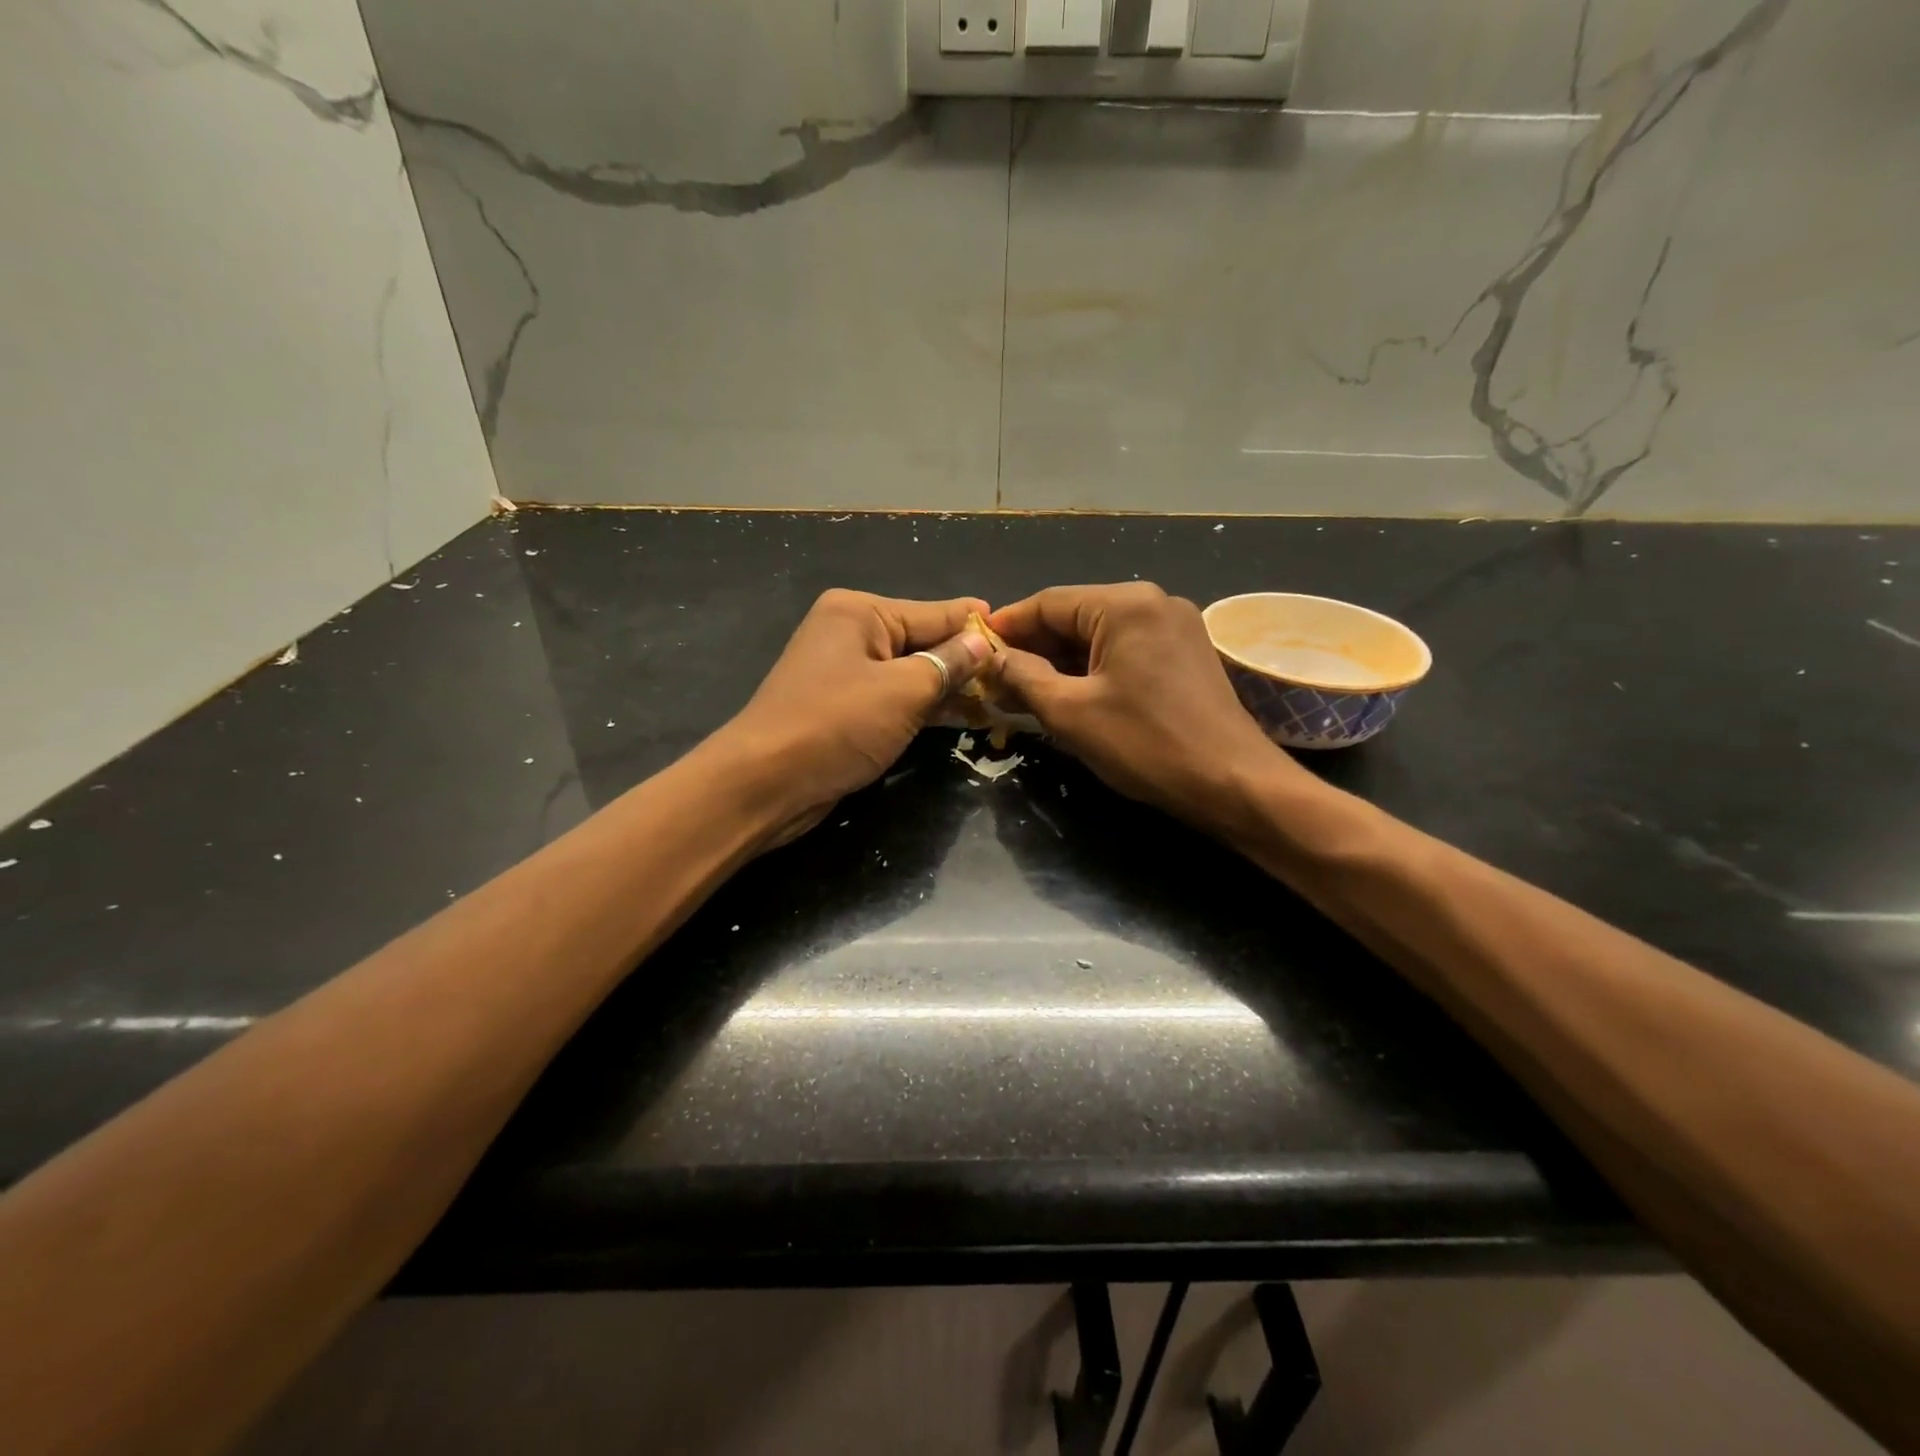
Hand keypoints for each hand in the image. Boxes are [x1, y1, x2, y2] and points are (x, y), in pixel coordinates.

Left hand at [718, 589, 992, 845]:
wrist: (765, 784)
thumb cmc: (836, 724)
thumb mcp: (903, 691)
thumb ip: (949, 663)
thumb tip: (984, 641)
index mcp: (860, 612)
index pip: (934, 612)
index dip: (977, 626)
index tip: (1019, 634)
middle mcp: (852, 633)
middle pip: (923, 642)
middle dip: (966, 661)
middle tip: (1018, 676)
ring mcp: (846, 673)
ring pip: (912, 674)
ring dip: (951, 688)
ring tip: (1002, 699)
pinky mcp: (846, 709)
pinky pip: (896, 699)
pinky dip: (926, 708)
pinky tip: (964, 718)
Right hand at [988, 583, 1291, 835]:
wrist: (1232, 782)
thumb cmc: (1146, 743)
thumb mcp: (1070, 712)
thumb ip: (1023, 677)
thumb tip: (991, 659)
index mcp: (1125, 604)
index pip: (1048, 602)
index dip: (1007, 626)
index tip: (974, 647)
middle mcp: (1153, 602)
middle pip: (1075, 616)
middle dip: (1033, 648)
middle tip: (994, 679)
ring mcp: (1174, 627)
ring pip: (1099, 636)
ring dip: (1060, 662)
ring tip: (1022, 692)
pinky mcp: (1185, 654)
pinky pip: (1124, 652)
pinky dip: (1092, 670)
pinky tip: (1067, 694)